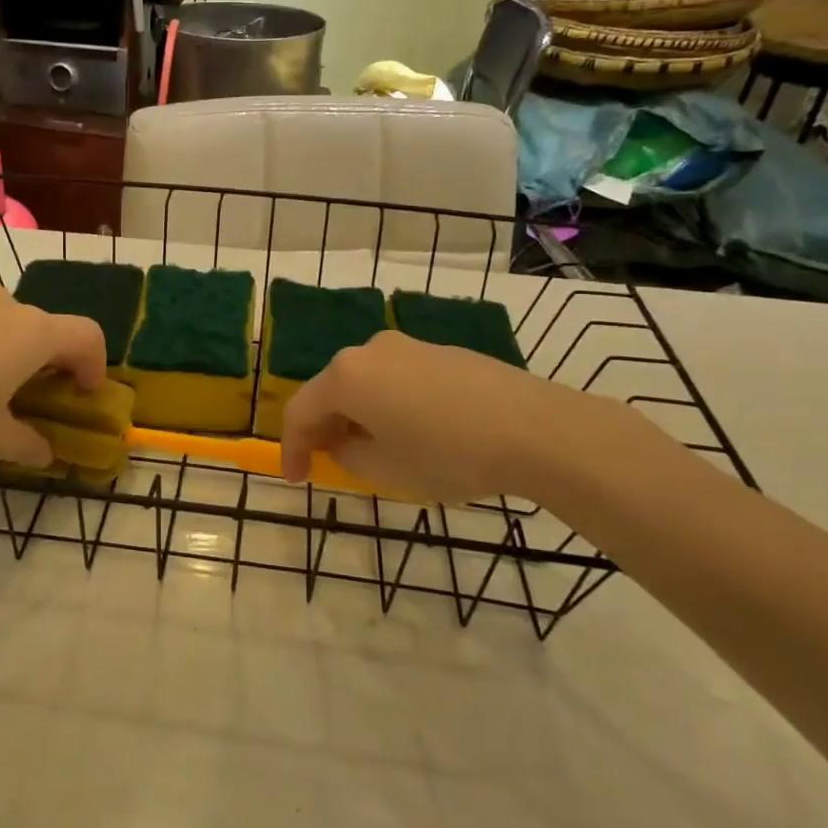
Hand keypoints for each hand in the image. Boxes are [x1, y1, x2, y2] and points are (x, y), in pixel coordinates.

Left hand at [0, 287, 105, 477]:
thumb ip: (27, 442)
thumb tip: (44, 453)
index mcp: (30, 333)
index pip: (86, 335)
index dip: (95, 364)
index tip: (84, 394)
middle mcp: (1, 304)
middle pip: (43, 325)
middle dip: (49, 359)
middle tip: (34, 395)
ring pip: (2, 319)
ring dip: (9, 348)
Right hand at [279, 329, 646, 505]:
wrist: (535, 429)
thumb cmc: (448, 455)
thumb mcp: (385, 471)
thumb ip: (347, 456)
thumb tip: (342, 442)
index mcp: (347, 376)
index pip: (300, 411)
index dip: (292, 449)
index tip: (298, 480)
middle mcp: (370, 350)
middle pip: (331, 390)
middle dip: (325, 428)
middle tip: (330, 464)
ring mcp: (408, 346)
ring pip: (366, 382)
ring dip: (358, 415)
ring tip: (374, 450)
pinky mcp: (441, 351)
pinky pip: (397, 378)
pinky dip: (389, 403)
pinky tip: (412, 431)